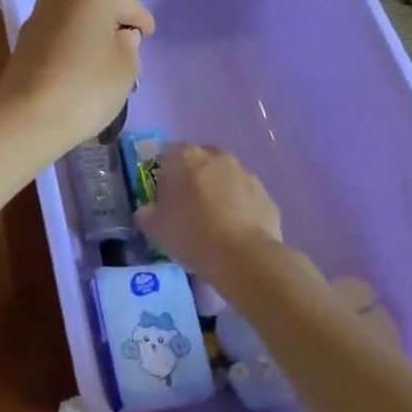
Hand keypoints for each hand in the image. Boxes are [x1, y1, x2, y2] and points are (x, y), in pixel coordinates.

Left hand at [0, 0, 153, 157]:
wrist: (26, 117)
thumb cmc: (86, 88)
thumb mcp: (127, 68)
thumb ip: (130, 45)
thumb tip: (120, 36)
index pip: (128, 4)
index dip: (142, 21)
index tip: (148, 36)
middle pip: (97, 8)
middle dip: (112, 26)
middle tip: (126, 51)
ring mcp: (37, 17)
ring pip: (75, 22)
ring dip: (88, 36)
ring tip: (101, 64)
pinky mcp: (22, 40)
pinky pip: (57, 38)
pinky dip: (69, 48)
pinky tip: (76, 70)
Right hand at [136, 144, 282, 282]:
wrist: (245, 257)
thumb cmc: (193, 235)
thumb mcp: (157, 229)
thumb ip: (146, 214)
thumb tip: (146, 211)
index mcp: (185, 157)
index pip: (168, 153)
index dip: (164, 174)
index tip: (164, 198)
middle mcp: (216, 156)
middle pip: (199, 160)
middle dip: (193, 178)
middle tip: (188, 208)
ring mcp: (245, 173)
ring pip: (225, 176)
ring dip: (218, 191)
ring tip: (214, 223)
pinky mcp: (265, 194)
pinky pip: (245, 195)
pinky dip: (240, 207)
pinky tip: (236, 232)